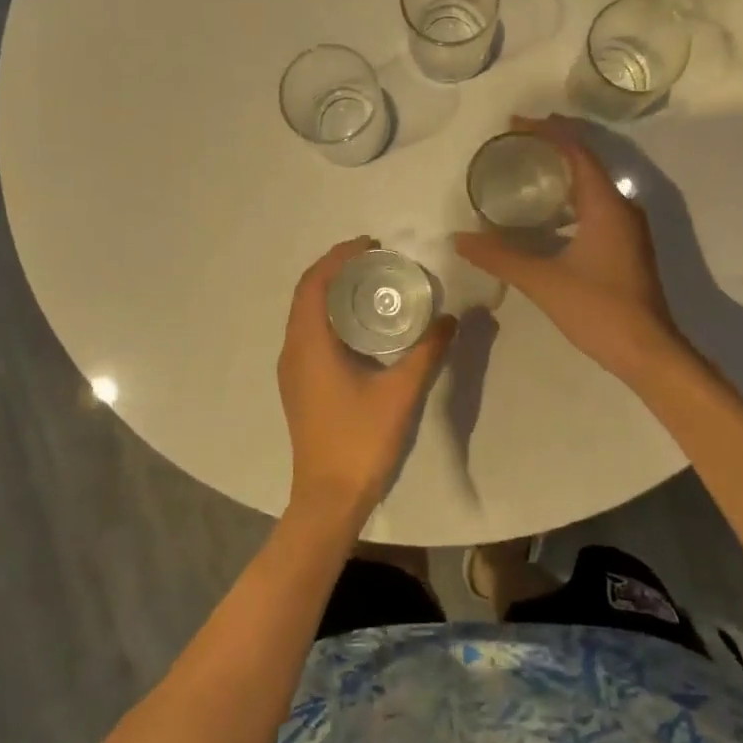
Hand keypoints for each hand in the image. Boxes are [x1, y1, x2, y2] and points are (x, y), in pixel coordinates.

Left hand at [278, 237, 456, 518]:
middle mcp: (292, 350)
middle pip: (307, 293)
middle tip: (375, 258)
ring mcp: (292, 369)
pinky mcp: (299, 384)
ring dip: (331, 291)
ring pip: (305, 314)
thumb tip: (450, 318)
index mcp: (309, 344)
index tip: (371, 244)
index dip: (339, 256)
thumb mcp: (401, 392)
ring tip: (370, 283)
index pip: (315, 283)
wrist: (328, 497)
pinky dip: (329, 315)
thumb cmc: (360, 441)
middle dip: (336, 268)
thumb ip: (427, 351)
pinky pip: (308, 333)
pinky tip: (360, 325)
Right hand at [454, 115, 686, 380]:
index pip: (577, 153)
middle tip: (517, 140)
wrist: (647, 352)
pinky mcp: (627, 247)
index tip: (515, 124)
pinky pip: (597, 206)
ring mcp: (629, 229)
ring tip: (529, 169)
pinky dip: (572, 198)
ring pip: (594, 186)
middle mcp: (622, 208)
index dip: (548, 132)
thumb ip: (500, 257)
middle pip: (588, 162)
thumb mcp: (543, 281)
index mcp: (606, 206)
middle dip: (555, 145)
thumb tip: (459, 239)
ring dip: (564, 172)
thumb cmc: (598, 310)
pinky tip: (549, 214)